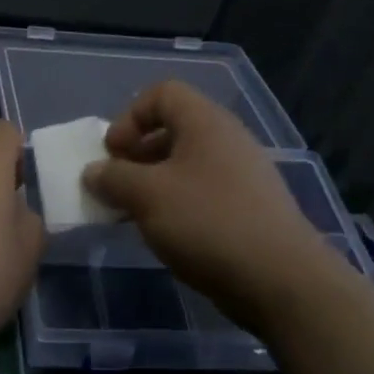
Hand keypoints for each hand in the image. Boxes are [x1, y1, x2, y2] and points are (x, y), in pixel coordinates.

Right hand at [84, 81, 344, 335]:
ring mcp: (242, 174)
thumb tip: (93, 171)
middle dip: (137, 153)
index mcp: (205, 122)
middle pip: (173, 128)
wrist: (280, 279)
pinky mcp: (249, 207)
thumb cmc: (207, 222)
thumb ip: (113, 178)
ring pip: (186, 164)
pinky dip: (177, 204)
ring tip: (134, 213)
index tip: (113, 153)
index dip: (130, 116)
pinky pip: (203, 191)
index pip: (162, 93)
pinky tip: (166, 233)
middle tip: (117, 184)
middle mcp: (227, 139)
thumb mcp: (146, 196)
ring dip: (153, 182)